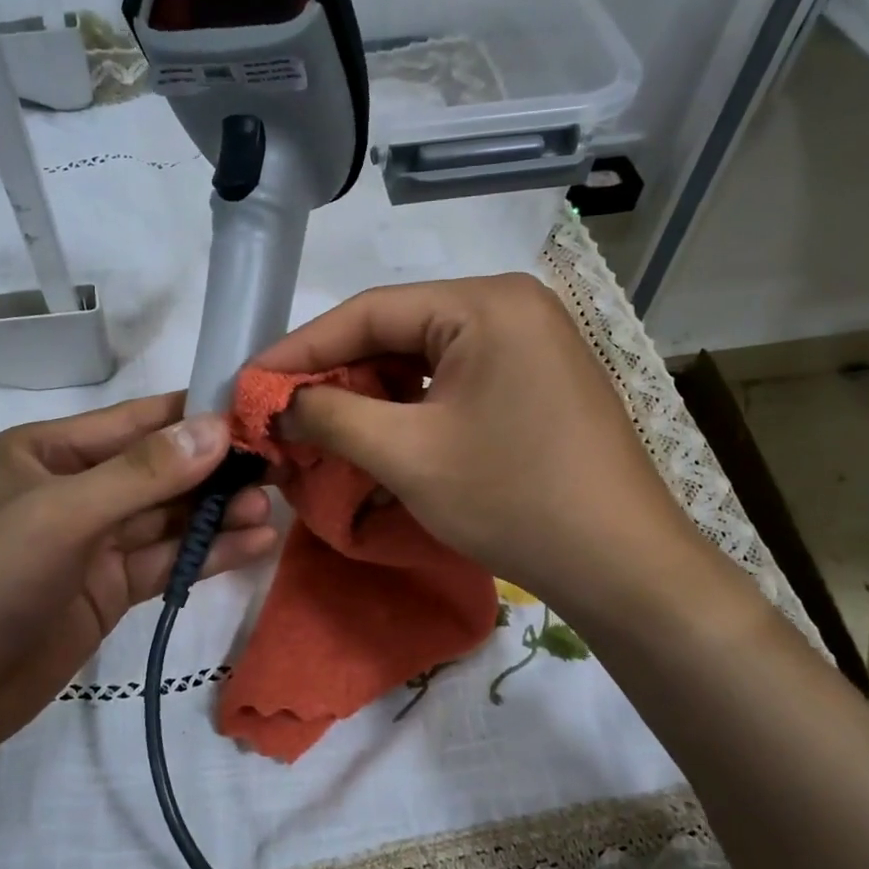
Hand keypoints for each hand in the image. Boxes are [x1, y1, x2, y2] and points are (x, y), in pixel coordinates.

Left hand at [0, 393, 277, 764]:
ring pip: (168, 519)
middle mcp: (73, 489)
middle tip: (278, 467)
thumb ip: (142, 474)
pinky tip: (253, 545)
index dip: (196, 417)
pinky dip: (206, 554)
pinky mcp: (108, 590)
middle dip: (215, 469)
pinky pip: (165, 561)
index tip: (257, 414)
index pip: (136, 421)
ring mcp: (92, 543)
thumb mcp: (60, 515)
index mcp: (47, 452)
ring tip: (272, 508)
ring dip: (218, 513)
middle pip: (159, 470)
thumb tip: (218, 428)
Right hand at [253, 274, 709, 612]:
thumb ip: (330, 415)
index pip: (367, 312)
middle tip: (281, 413)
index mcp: (484, 302)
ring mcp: (529, 343)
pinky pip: (453, 381)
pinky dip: (409, 407)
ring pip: (422, 359)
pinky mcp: (535, 380)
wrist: (621, 565)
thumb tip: (278, 403)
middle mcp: (510, 306)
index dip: (299, 349)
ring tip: (319, 428)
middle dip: (334, 375)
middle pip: (396, 332)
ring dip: (369, 395)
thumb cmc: (513, 500)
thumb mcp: (407, 455)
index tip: (248, 383)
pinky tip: (377, 435)